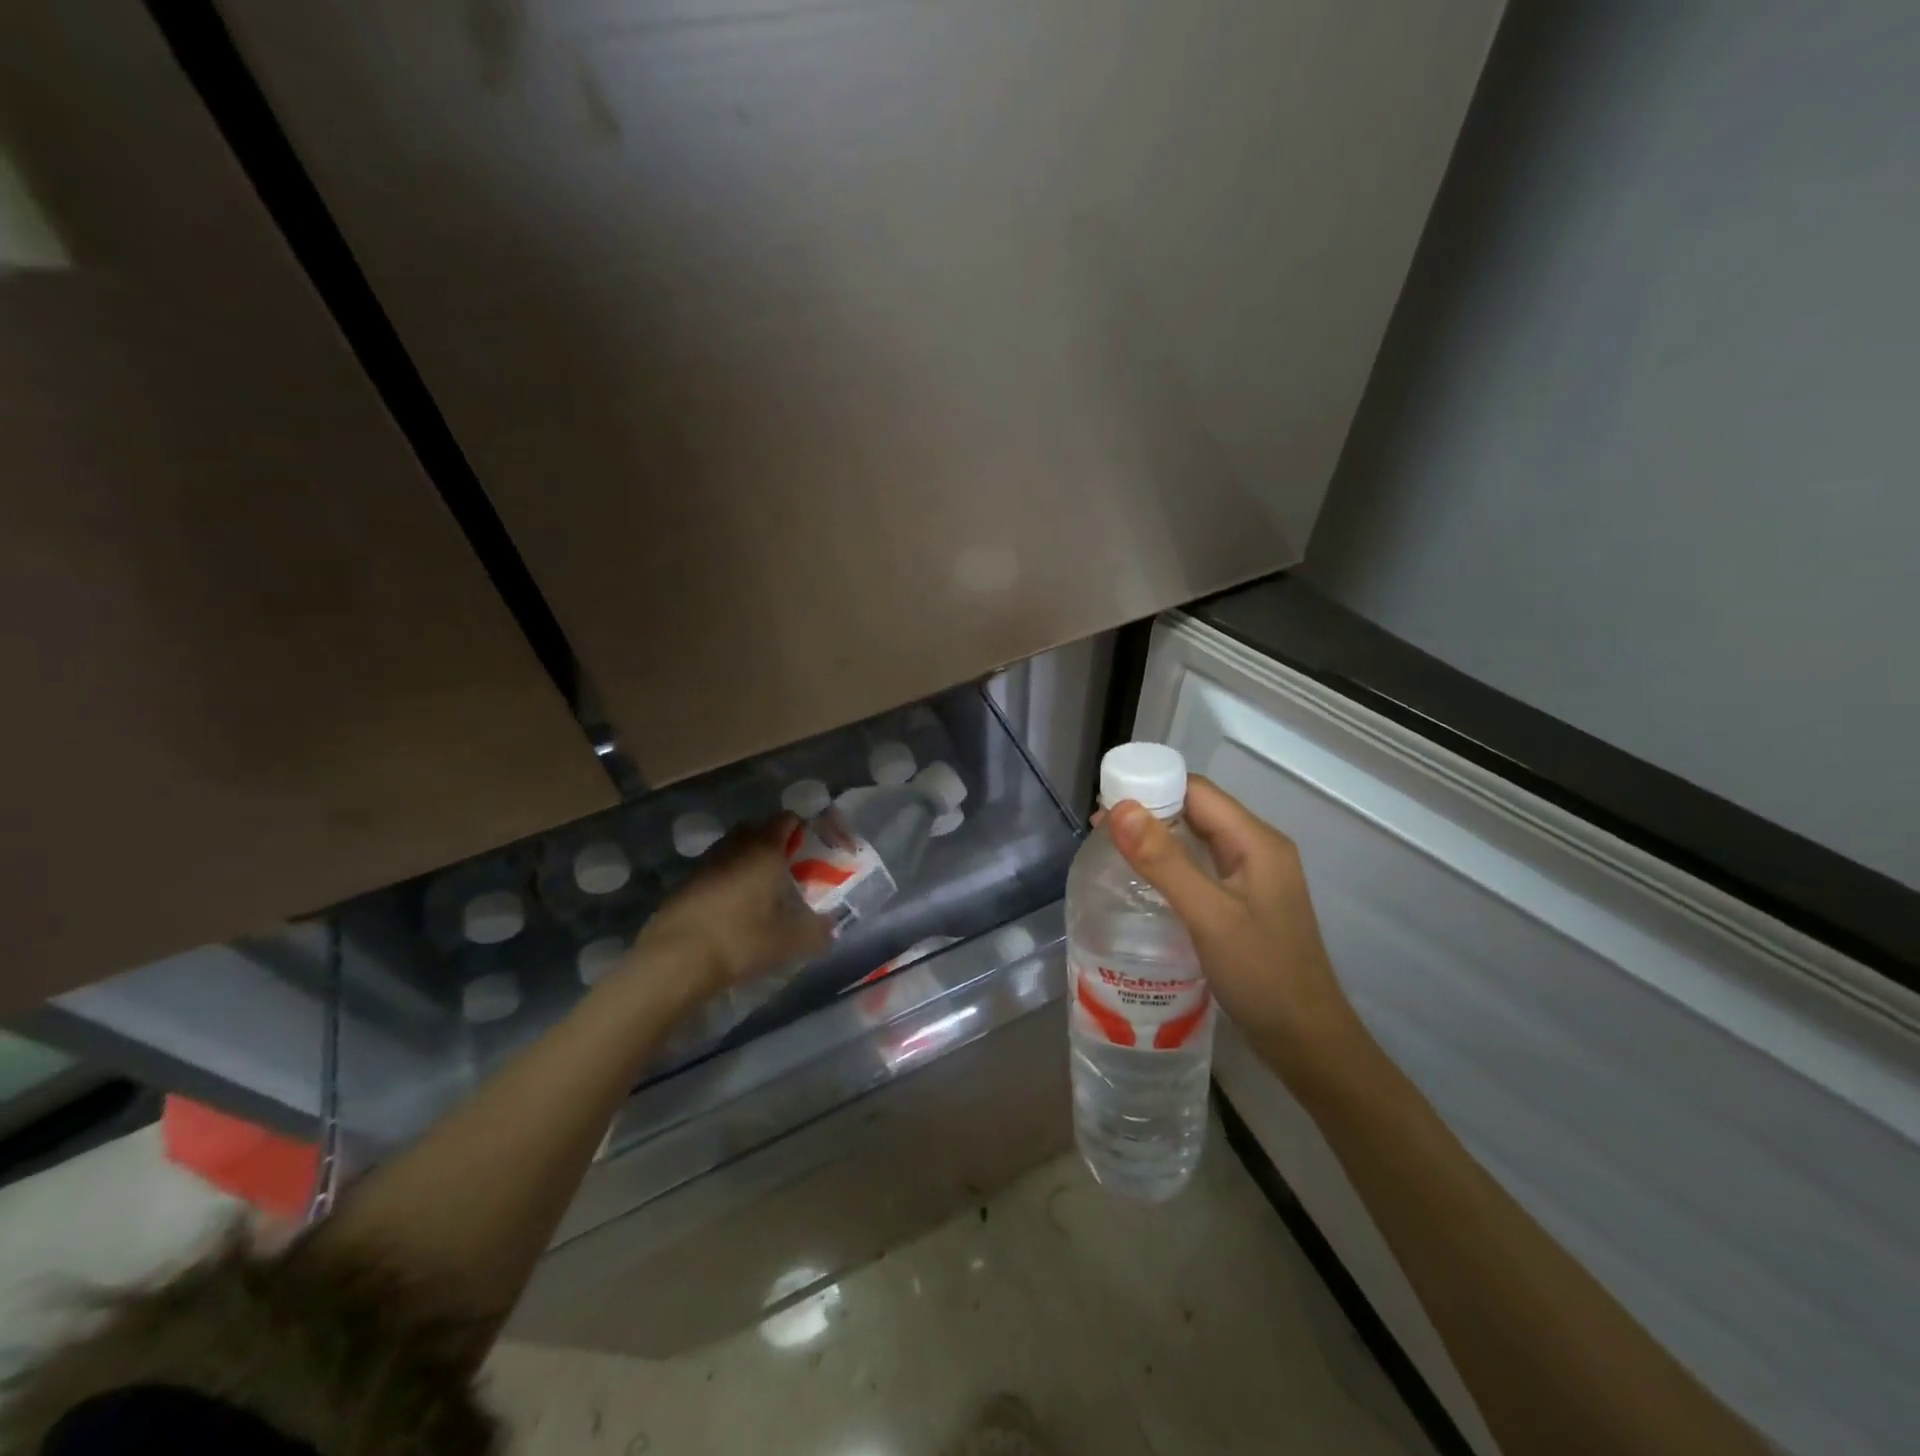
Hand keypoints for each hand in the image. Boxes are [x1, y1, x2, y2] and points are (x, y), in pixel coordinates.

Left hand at [628, 817, 831, 998]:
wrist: (676, 959)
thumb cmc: (741, 940)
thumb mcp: (789, 941)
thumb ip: (817, 931)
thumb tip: (831, 928)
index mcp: (766, 849)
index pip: (788, 820)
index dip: (802, 830)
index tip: (811, 851)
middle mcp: (736, 845)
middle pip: (759, 829)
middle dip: (775, 843)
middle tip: (788, 869)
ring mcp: (707, 861)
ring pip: (734, 848)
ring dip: (748, 860)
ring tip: (760, 889)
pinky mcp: (686, 881)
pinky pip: (715, 868)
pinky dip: (727, 878)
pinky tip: (731, 906)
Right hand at [1105, 777, 1356, 1076]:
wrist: (1306, 1042)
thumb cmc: (1262, 975)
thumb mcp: (1208, 915)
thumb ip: (1164, 861)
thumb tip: (1120, 808)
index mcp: (1256, 841)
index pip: (1197, 791)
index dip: (1151, 787)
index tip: (1106, 802)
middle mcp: (1257, 849)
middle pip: (1197, 810)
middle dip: (1149, 811)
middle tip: (1100, 829)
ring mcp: (1253, 877)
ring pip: (1197, 839)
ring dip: (1157, 837)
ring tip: (1111, 850)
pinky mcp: (1244, 902)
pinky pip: (1201, 866)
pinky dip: (1170, 863)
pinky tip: (1143, 881)